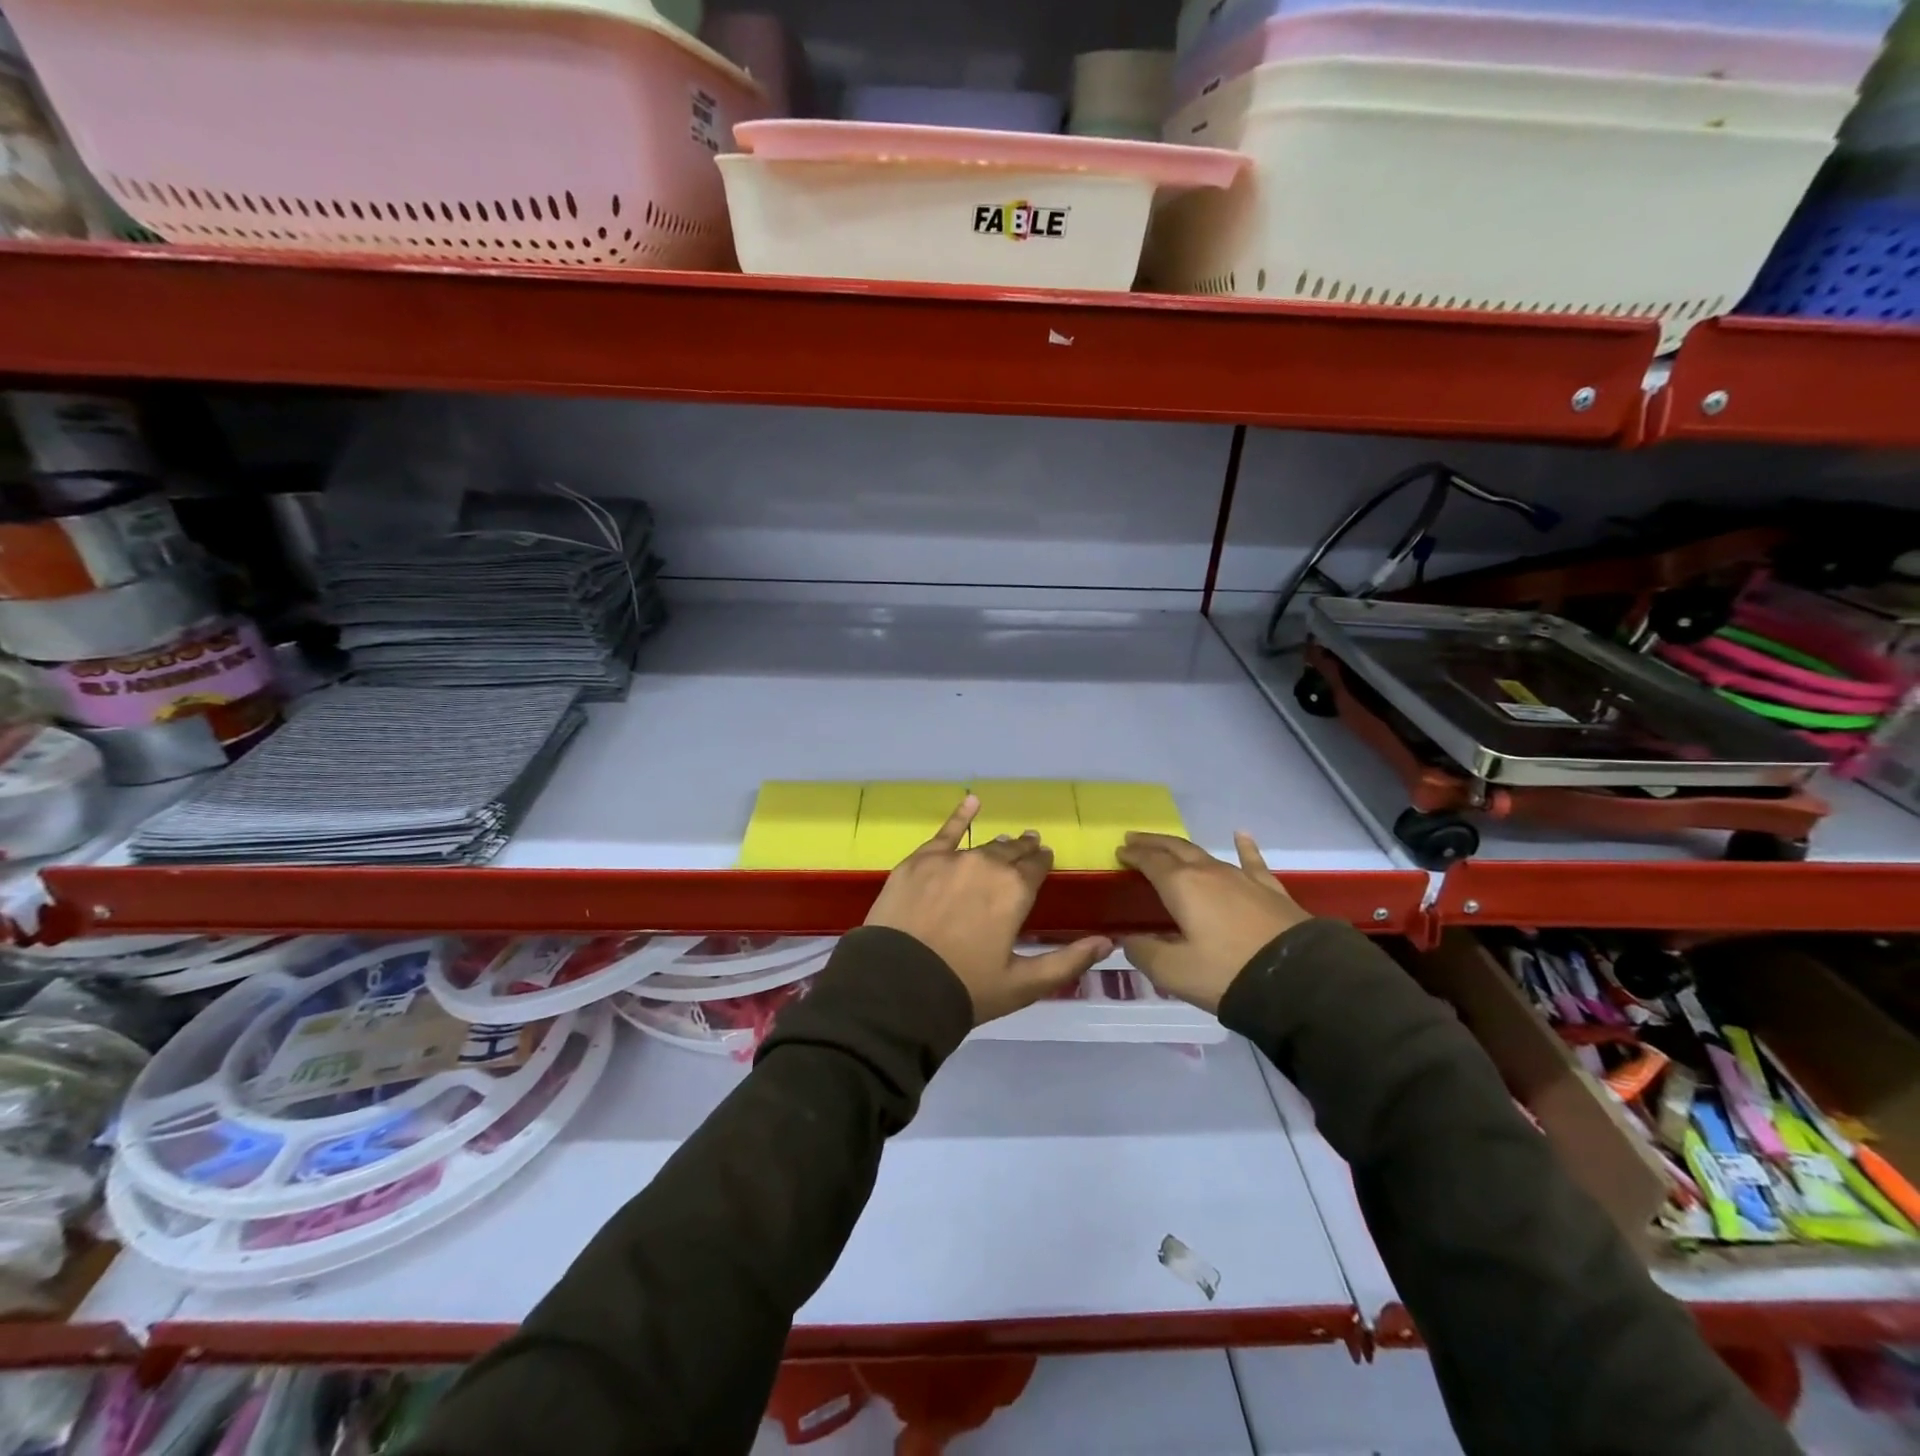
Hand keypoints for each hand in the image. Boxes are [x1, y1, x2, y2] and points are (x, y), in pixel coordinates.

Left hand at [865, 795, 1112, 1025]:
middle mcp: (987, 865)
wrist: (897, 987)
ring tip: (1006, 843)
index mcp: (1015, 891)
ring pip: (983, 846)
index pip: (1037, 866)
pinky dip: (960, 815)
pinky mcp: (919, 861)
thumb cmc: (965, 988)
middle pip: (1012, 852)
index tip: (1045, 862)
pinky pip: (945, 832)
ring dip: (998, 846)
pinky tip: (971, 801)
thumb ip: (1069, 961)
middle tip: (1029, 851)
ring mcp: (950, 859)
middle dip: (1023, 851)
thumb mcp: (1023, 984)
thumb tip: (1107, 941)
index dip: (1042, 863)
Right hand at [1116, 831, 1309, 1012]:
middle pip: (1175, 849)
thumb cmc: (1227, 973)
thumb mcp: (1173, 972)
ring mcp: (1242, 878)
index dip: (1133, 855)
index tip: (1119, 852)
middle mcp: (1209, 872)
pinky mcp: (1269, 890)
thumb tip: (1128, 939)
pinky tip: (1242, 835)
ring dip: (1183, 848)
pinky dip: (1244, 847)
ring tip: (1170, 846)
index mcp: (1182, 886)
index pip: (1150, 861)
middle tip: (1134, 840)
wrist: (1299, 979)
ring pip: (1206, 854)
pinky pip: (1252, 861)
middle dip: (1153, 843)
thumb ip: (1144, 953)